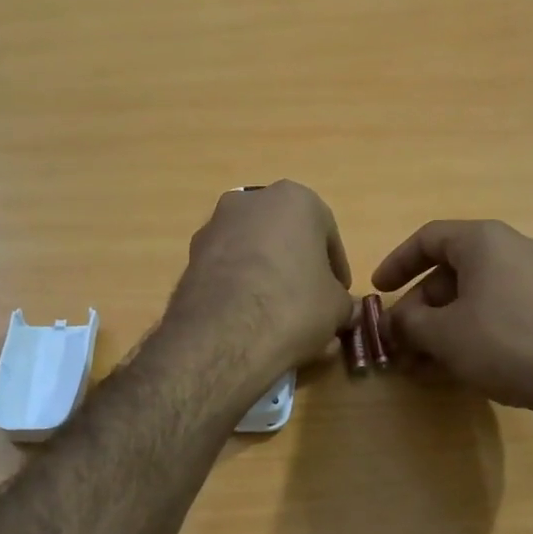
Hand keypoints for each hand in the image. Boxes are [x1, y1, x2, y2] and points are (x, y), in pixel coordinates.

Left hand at [166, 182, 354, 382]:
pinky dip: (240, 287)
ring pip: (253, 251)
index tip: (338, 294)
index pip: (327, 234)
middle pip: (285, 237)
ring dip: (267, 276)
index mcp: (296, 199)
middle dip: (298, 267)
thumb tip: (341, 310)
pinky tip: (249, 320)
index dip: (335, 268)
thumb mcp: (336, 308)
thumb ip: (342, 301)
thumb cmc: (294, 305)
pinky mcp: (191, 256)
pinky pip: (228, 269)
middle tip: (309, 302)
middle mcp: (251, 201)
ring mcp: (215, 226)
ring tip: (278, 316)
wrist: (224, 334)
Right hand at [373, 220, 532, 418]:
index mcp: (485, 240)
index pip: (429, 238)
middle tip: (405, 339)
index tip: (380, 290)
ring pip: (481, 293)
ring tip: (430, 361)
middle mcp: (517, 247)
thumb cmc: (506, 342)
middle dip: (423, 306)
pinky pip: (507, 308)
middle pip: (455, 270)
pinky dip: (480, 328)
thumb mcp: (443, 334)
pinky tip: (469, 364)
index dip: (398, 263)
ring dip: (448, 323)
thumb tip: (396, 323)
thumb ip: (410, 322)